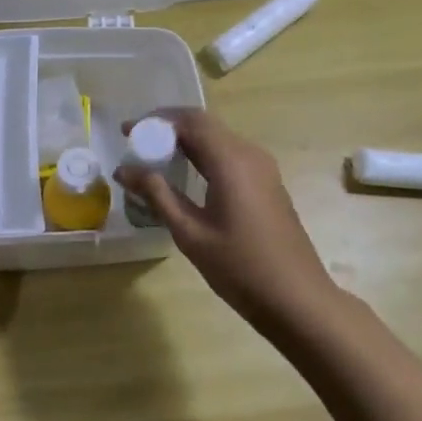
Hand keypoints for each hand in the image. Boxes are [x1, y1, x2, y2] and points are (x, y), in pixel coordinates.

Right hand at [118, 109, 337, 333]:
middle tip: (137, 142)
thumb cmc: (240, 267)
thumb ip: (157, 195)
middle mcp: (249, 154)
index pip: (189, 121)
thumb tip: (124, 169)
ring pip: (218, 139)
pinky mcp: (267, 183)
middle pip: (204, 125)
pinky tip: (186, 175)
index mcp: (230, 160)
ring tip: (154, 157)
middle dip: (168, 127)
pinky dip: (203, 155)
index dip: (155, 120)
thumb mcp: (190, 233)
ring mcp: (263, 168)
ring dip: (186, 140)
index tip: (127, 132)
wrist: (297, 300)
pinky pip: (230, 155)